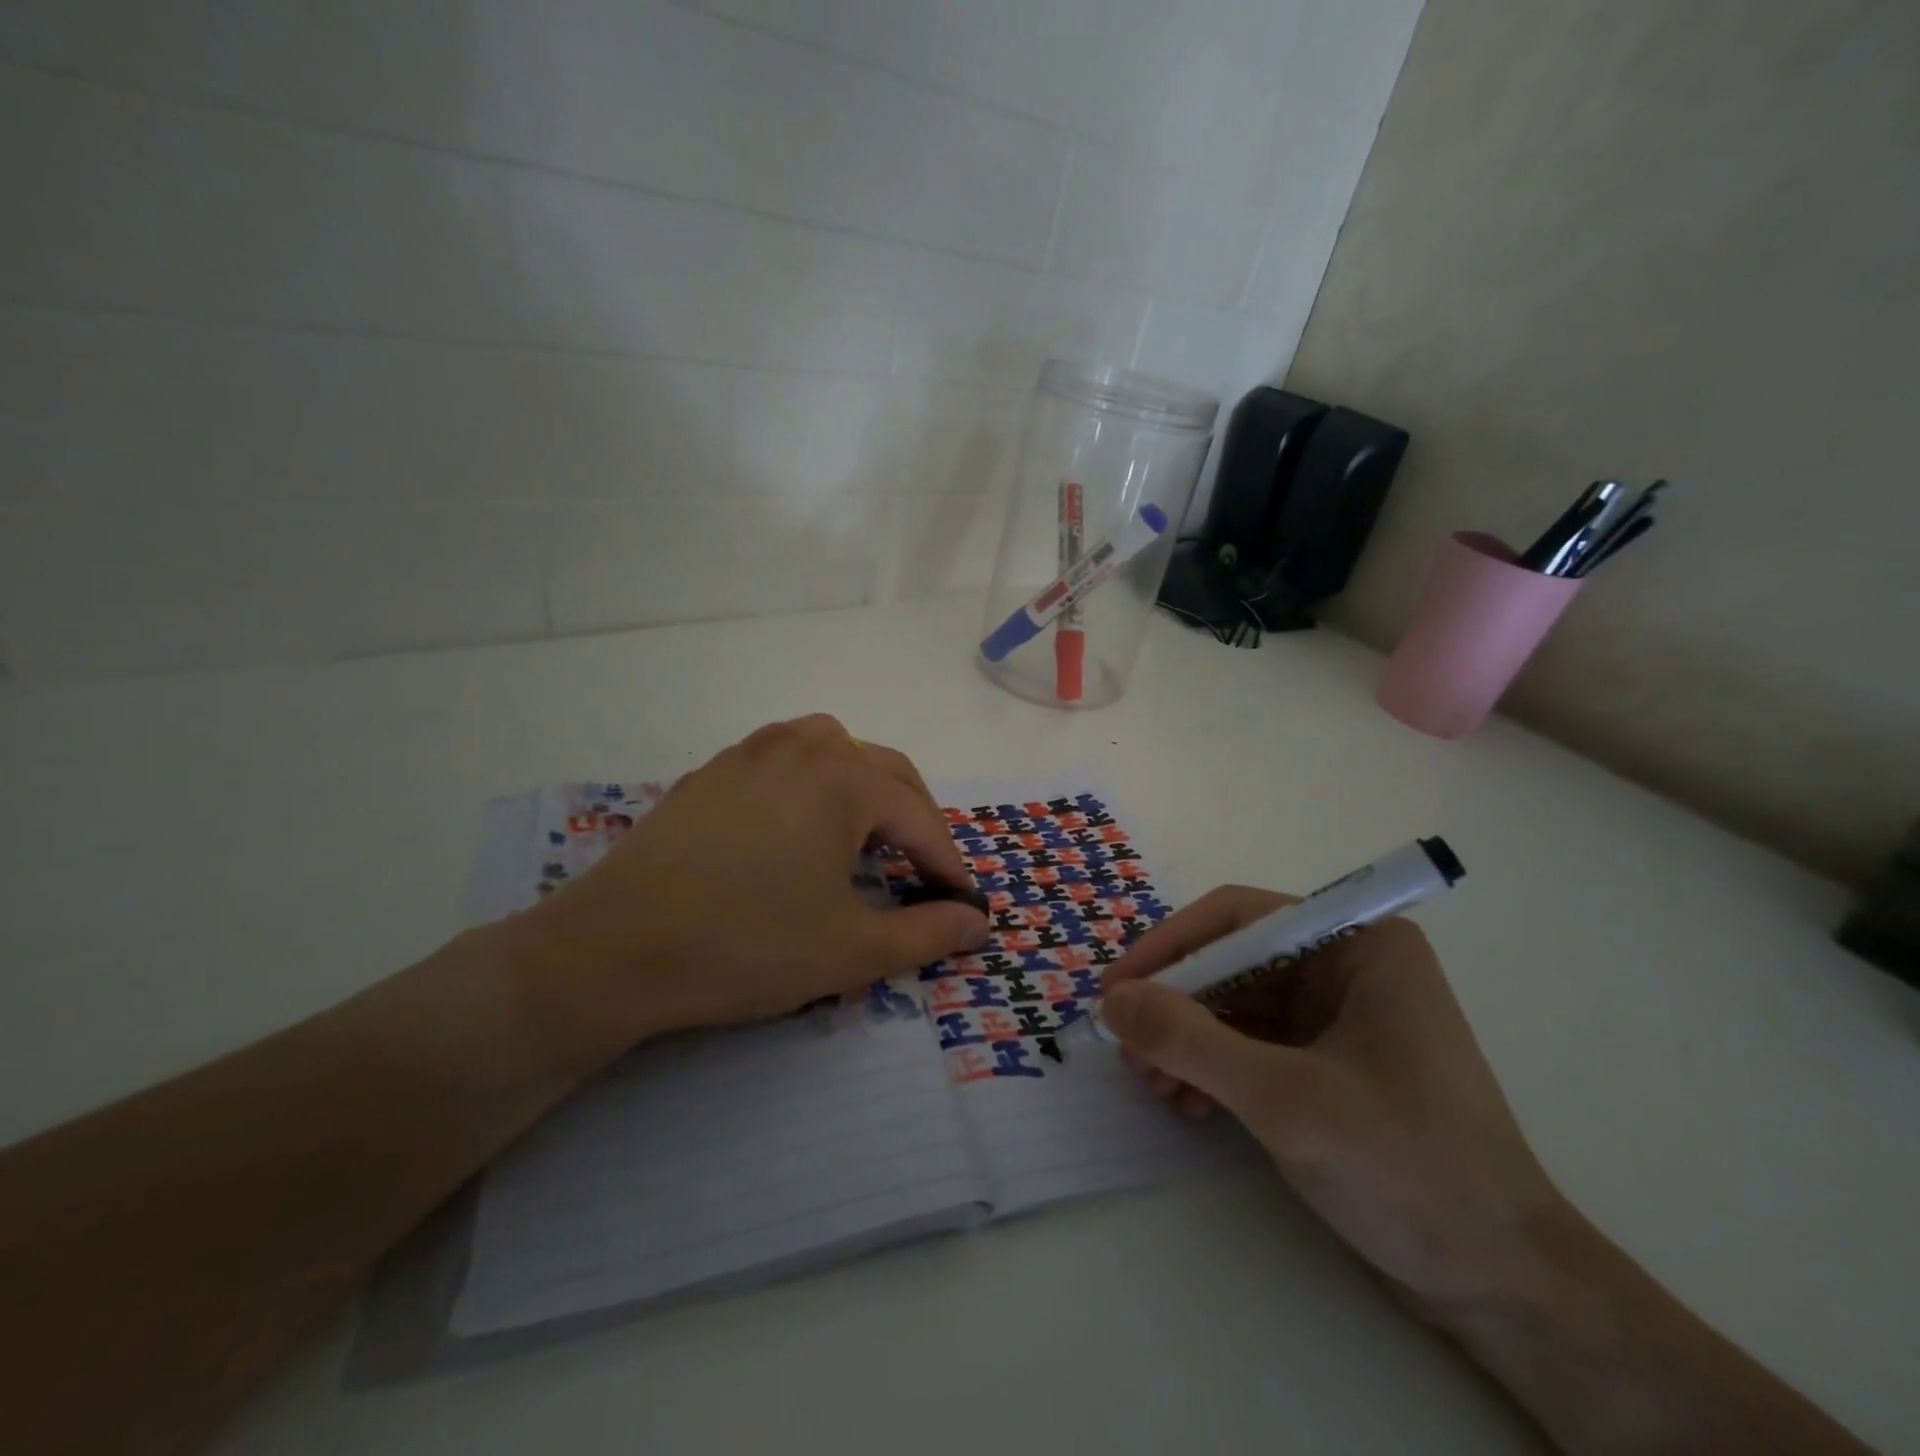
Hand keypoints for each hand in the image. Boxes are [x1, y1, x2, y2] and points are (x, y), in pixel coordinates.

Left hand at [499, 715, 989, 1068]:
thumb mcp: (851, 950)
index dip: (948, 864)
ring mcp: (750, 752)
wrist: (613, 949)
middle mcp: (803, 747)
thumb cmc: (746, 946)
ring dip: (865, 786)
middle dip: (915, 818)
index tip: (964, 902)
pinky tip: (799, 825)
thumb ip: (927, 932)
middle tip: (925, 870)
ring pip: (832, 749)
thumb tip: (980, 922)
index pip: (919, 819)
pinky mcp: (711, 772)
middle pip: (885, 770)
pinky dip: (813, 783)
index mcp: (844, 779)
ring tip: (868, 833)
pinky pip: (783, 759)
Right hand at [1100, 887, 1563, 1316]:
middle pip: (1232, 961)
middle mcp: (1347, 965)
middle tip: (1128, 1050)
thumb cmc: (1407, 1169)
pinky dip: (1213, 1067)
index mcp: (1357, 944)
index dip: (1168, 948)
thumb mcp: (1284, 1100)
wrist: (1504, 1289)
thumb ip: (1190, 1041)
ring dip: (1187, 1041)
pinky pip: (1252, 1043)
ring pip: (1235, 1004)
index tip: (1115, 992)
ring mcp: (1340, 1015)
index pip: (1238, 919)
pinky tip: (1188, 1104)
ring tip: (1152, 1087)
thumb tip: (1112, 1000)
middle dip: (1176, 1006)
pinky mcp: (1330, 1061)